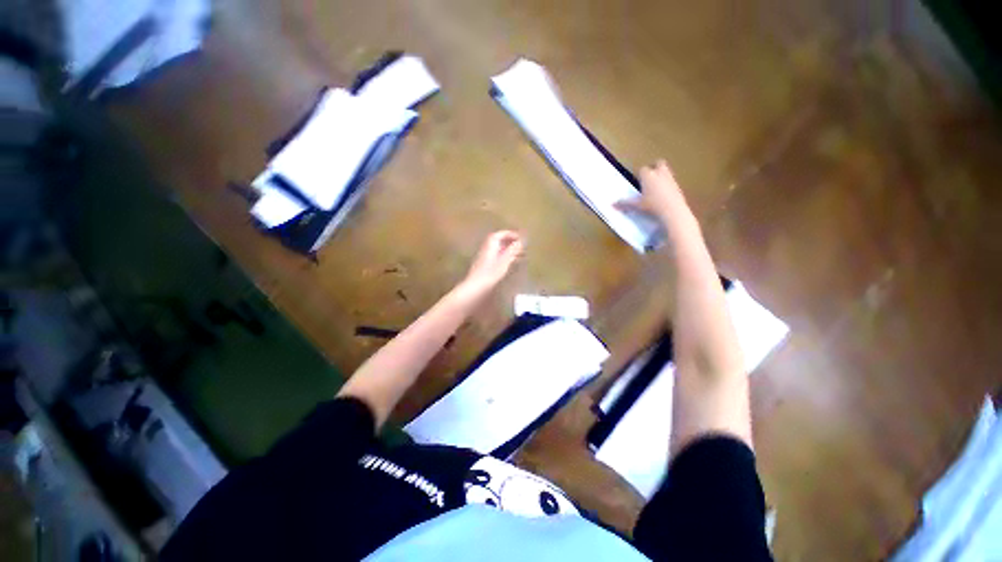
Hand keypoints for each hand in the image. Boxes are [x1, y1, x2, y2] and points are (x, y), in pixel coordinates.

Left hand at [459, 230, 524, 297]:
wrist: (475, 287)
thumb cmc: (490, 274)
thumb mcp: (504, 262)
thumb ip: (512, 251)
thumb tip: (520, 241)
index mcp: (490, 246)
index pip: (499, 235)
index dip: (509, 234)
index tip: (519, 237)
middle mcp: (486, 249)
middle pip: (498, 241)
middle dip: (509, 242)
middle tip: (521, 245)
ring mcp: (484, 258)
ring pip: (498, 250)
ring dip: (508, 250)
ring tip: (520, 254)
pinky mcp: (484, 266)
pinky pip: (496, 257)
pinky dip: (505, 257)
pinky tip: (511, 263)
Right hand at [615, 160, 692, 224]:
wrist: (672, 210)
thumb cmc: (652, 206)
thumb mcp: (637, 206)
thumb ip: (625, 204)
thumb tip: (612, 205)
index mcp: (648, 176)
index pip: (642, 169)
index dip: (639, 174)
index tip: (637, 180)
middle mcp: (660, 174)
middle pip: (658, 163)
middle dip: (654, 167)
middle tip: (649, 177)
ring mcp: (671, 179)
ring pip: (666, 171)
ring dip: (661, 175)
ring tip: (655, 186)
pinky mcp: (678, 186)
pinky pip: (671, 181)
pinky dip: (667, 184)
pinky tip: (664, 194)